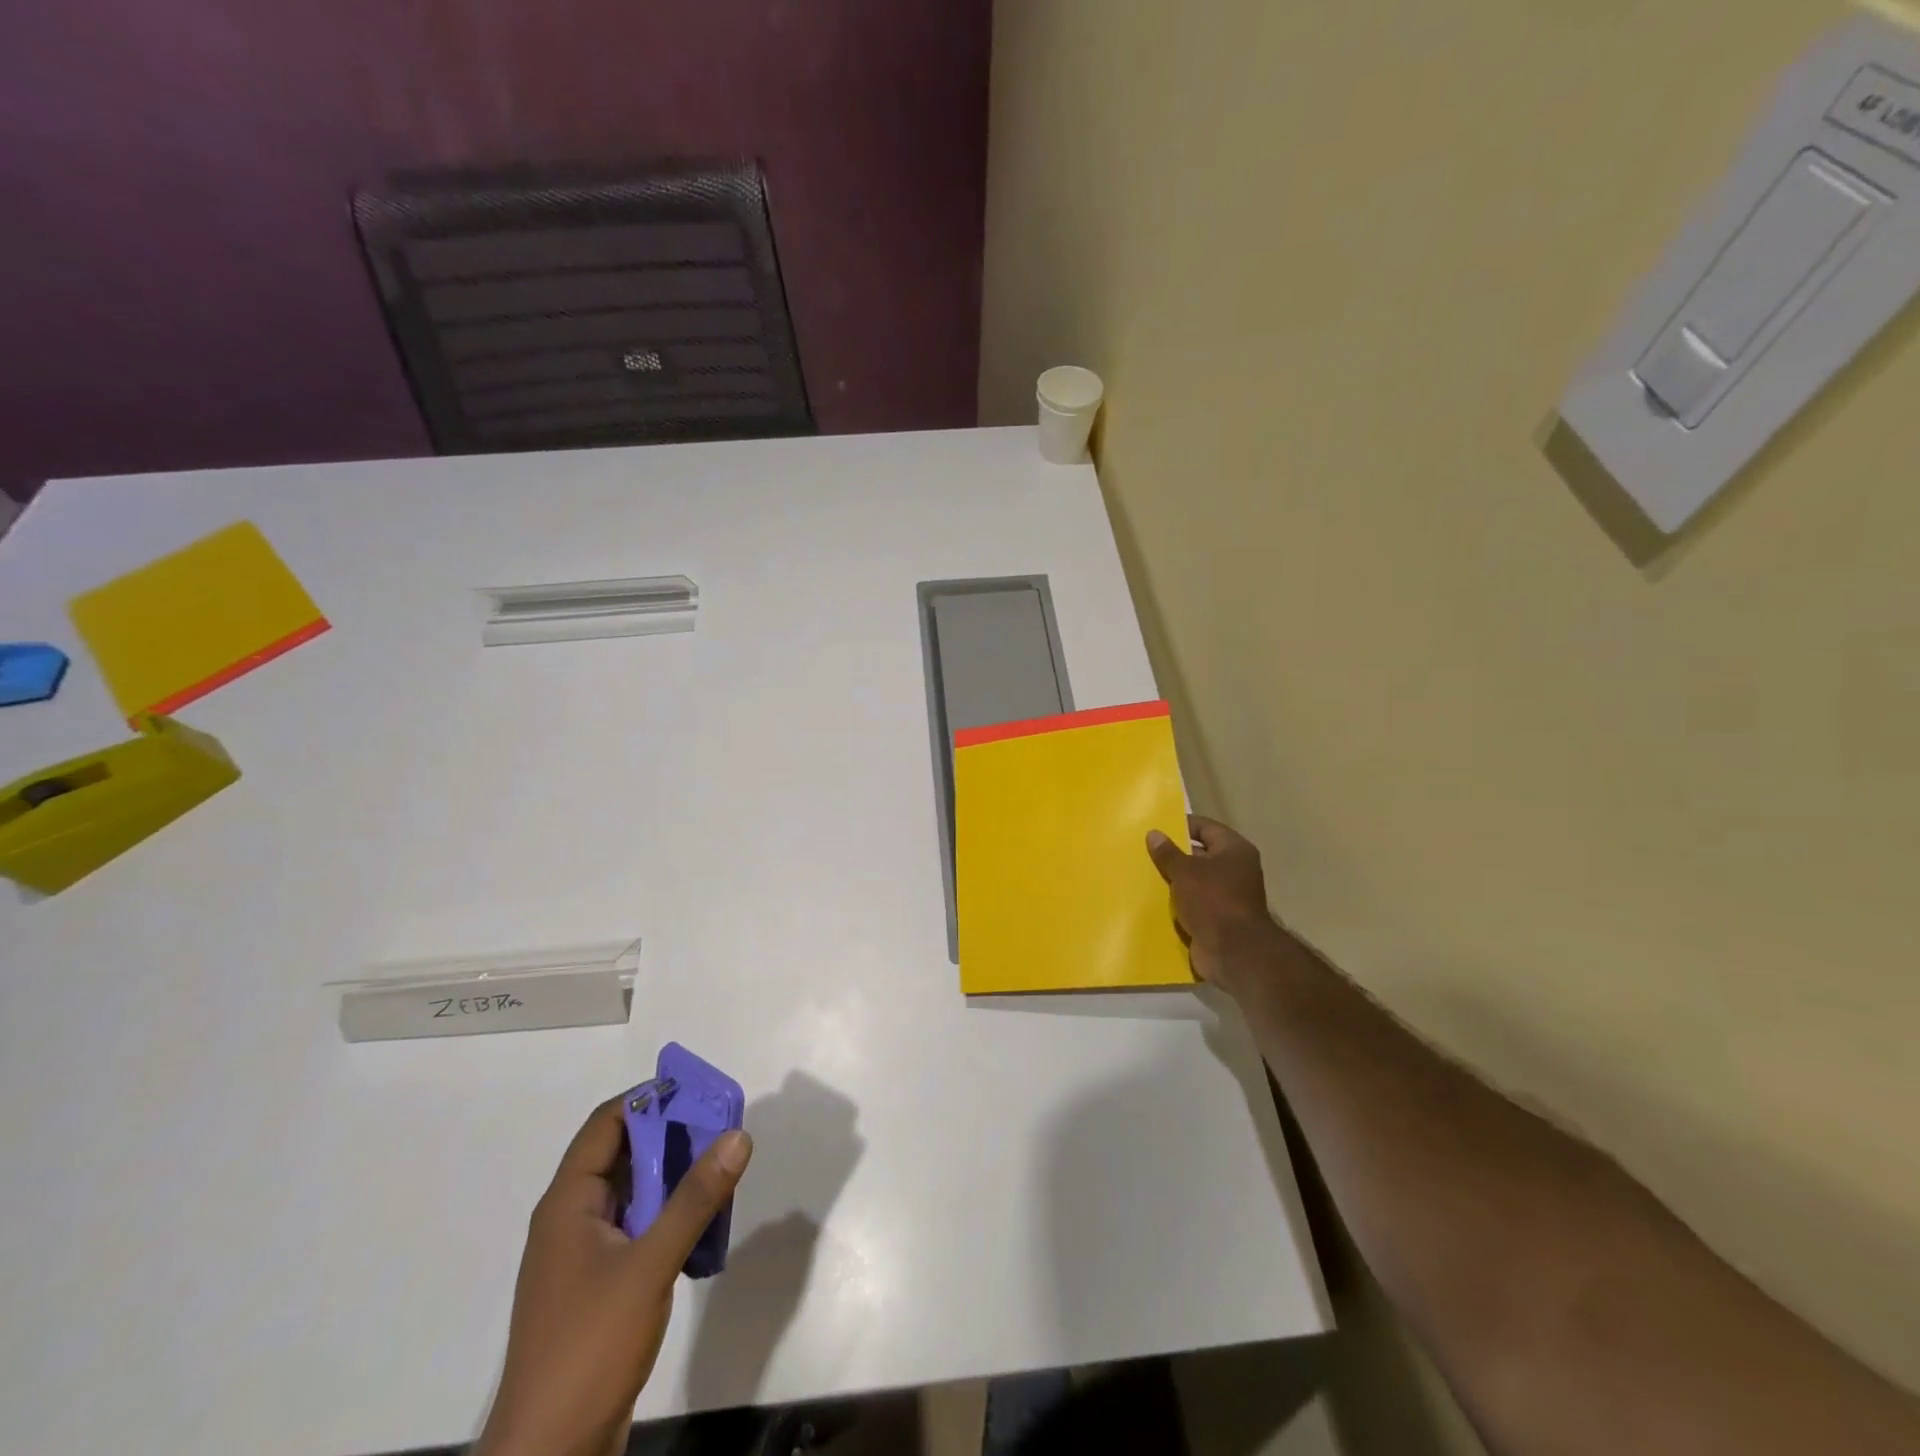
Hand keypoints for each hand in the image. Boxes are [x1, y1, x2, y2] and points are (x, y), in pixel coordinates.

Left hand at [475, 1098, 752, 1455]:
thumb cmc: (589, 1346)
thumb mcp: (650, 1265)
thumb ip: (695, 1199)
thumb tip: (738, 1135)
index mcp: (568, 1203)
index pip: (606, 1125)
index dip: (648, 1099)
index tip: (696, 1090)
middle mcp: (571, 1221)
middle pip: (622, 1155)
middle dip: (670, 1135)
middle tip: (721, 1126)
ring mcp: (583, 1257)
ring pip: (633, 1193)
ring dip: (674, 1177)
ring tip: (720, 1166)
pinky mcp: (599, 1288)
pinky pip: (638, 1229)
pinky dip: (669, 1215)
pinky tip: (703, 1224)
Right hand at [1146, 815, 1279, 995]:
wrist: (1234, 952)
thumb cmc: (1213, 901)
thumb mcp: (1185, 872)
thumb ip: (1168, 852)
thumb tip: (1154, 834)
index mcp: (1234, 850)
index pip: (1205, 827)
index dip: (1181, 825)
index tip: (1155, 828)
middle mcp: (1235, 869)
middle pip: (1199, 854)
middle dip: (1173, 854)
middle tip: (1144, 851)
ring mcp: (1227, 895)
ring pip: (1194, 881)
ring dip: (1173, 881)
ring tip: (1143, 874)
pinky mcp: (1217, 918)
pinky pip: (1193, 903)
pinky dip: (1177, 902)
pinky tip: (1153, 900)